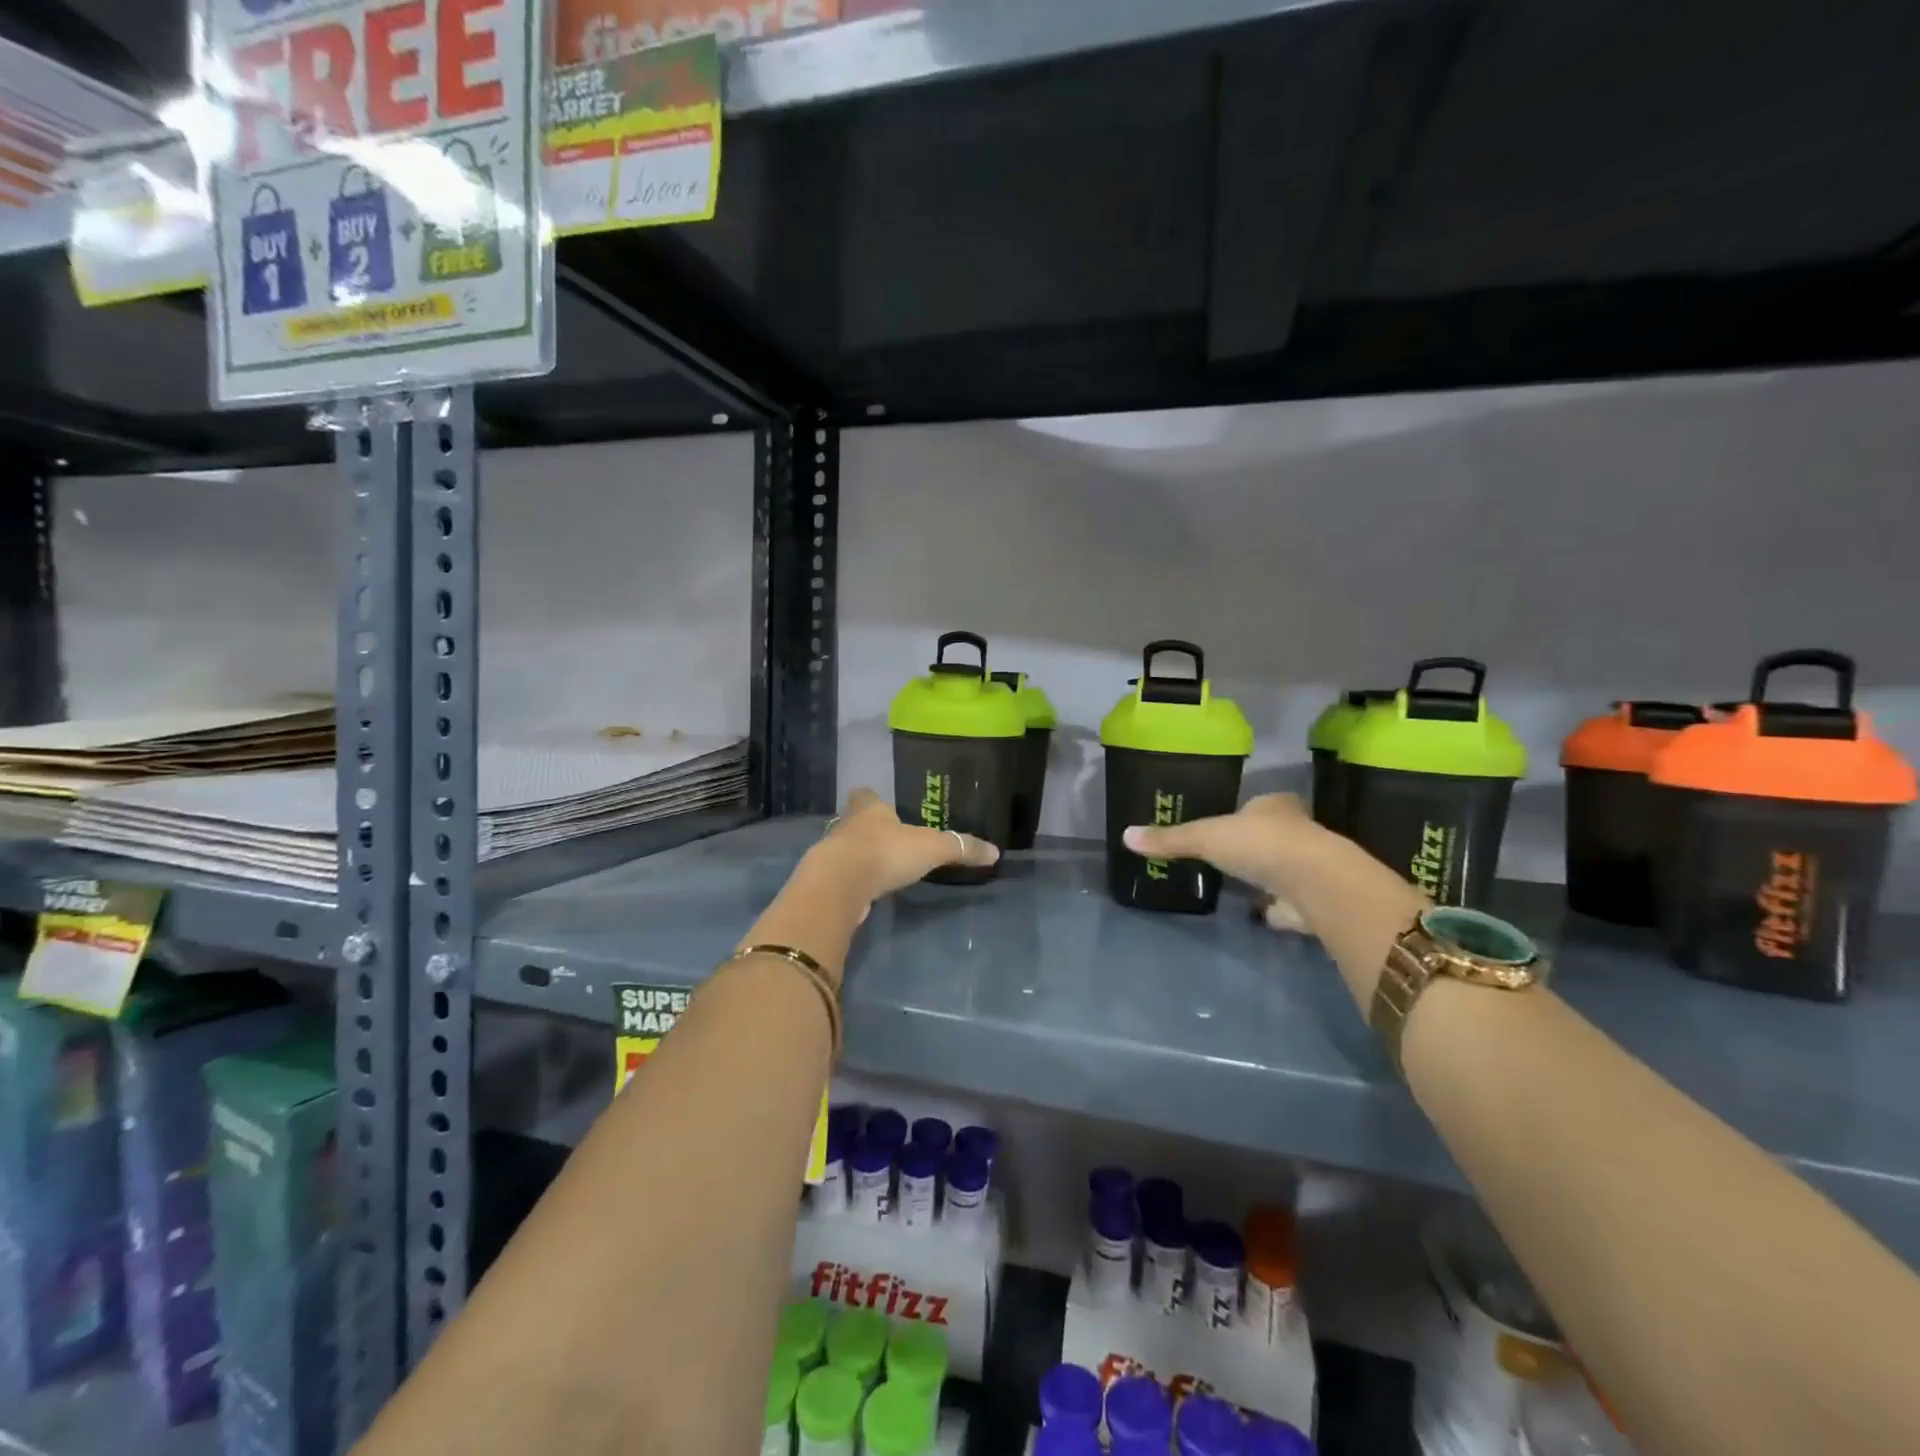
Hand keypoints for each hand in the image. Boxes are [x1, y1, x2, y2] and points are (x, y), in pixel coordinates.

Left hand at [813, 788, 1000, 902]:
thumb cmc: (885, 852)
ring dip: (863, 856)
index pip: (867, 795)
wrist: (840, 885)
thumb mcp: (932, 848)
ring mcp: (833, 853)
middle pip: (857, 821)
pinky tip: (870, 890)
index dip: (875, 800)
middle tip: (891, 839)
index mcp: (869, 807)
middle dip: (871, 829)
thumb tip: (995, 852)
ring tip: (884, 867)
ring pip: (849, 848)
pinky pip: (845, 876)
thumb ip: (961, 848)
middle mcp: (847, 824)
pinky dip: (856, 881)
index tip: (886, 808)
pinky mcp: (827, 881)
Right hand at [1123, 793, 1316, 931]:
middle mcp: (1297, 831)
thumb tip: (1126, 836)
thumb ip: (1169, 839)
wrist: (1315, 883)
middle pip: (1272, 835)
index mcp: (1274, 806)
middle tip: (1229, 856)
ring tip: (1241, 886)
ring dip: (1268, 876)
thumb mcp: (1204, 836)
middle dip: (1254, 845)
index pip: (1259, 804)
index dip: (1245, 812)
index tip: (1227, 824)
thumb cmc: (1259, 844)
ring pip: (1284, 868)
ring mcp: (1310, 867)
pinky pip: (1291, 903)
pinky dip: (1278, 909)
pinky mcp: (1315, 901)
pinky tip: (1262, 915)